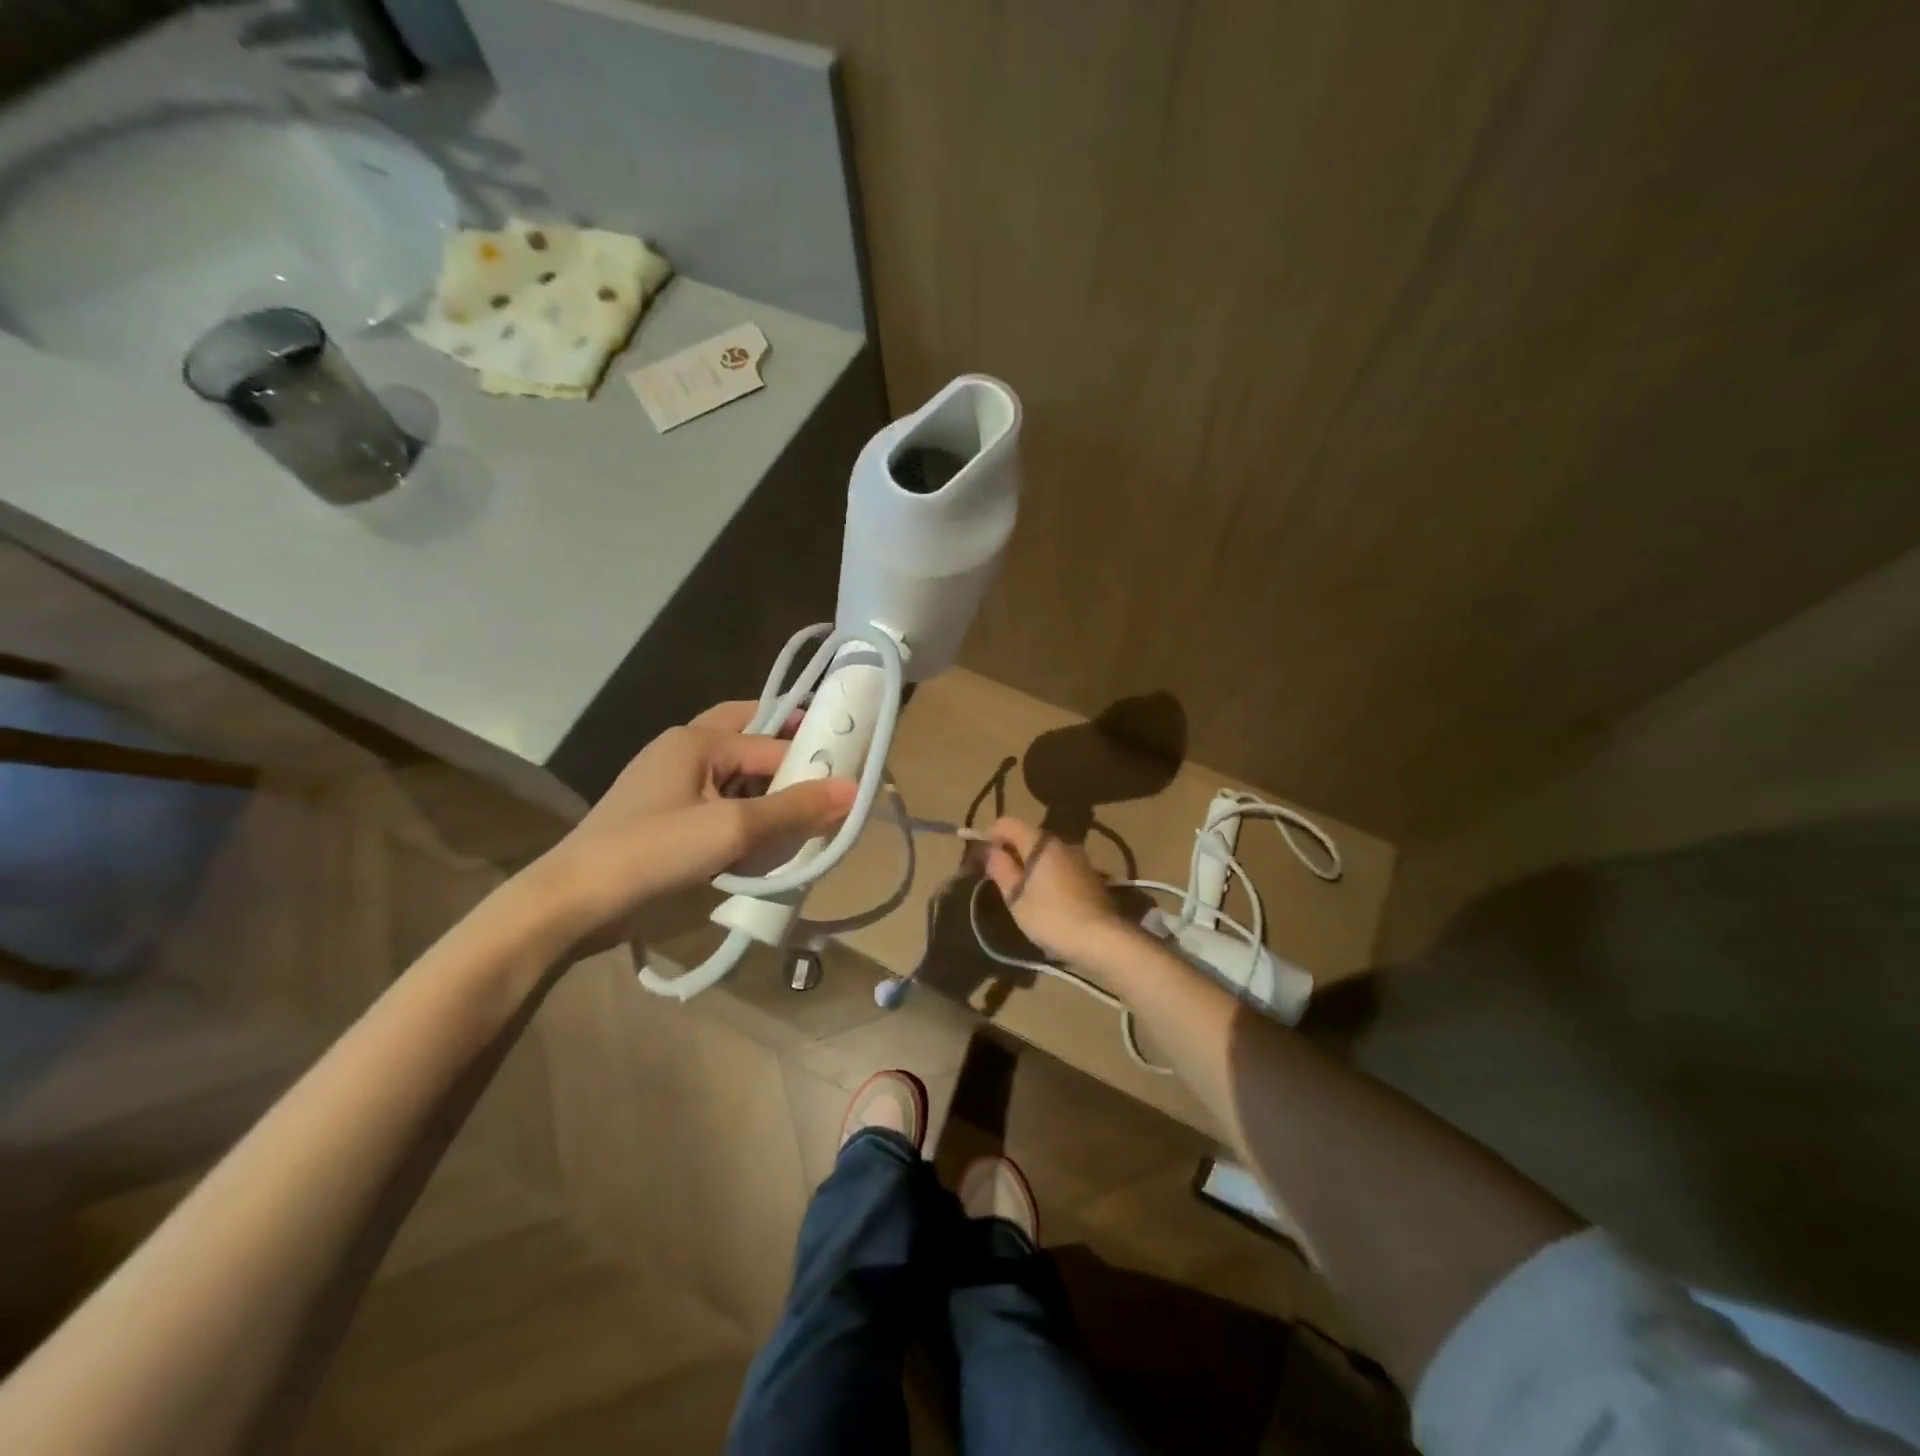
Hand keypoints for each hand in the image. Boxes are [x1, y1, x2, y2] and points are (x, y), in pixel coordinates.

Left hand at [523, 702, 856, 956]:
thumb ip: (793, 808)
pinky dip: (745, 809)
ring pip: (733, 771)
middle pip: (748, 736)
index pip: (771, 743)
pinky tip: (764, 833)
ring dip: (767, 784)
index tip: (848, 784)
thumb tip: (852, 789)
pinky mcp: (663, 815)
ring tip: (805, 809)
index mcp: (696, 740)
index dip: (810, 762)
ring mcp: (668, 783)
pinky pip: (717, 799)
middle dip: (787, 750)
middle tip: (826, 772)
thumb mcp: (732, 829)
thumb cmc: (652, 853)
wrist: (571, 903)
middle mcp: (682, 750)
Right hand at [982, 817, 1128, 962]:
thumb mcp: (1016, 897)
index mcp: (1041, 843)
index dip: (991, 835)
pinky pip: (1061, 865)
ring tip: (1021, 891)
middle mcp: (1062, 843)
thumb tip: (990, 851)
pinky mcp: (1091, 875)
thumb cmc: (1051, 917)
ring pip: (1046, 852)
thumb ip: (1001, 869)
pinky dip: (1047, 874)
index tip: (984, 859)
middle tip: (999, 878)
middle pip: (1029, 836)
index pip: (1008, 823)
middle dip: (1011, 851)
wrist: (1101, 939)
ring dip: (1030, 864)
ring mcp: (1080, 858)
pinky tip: (1046, 899)